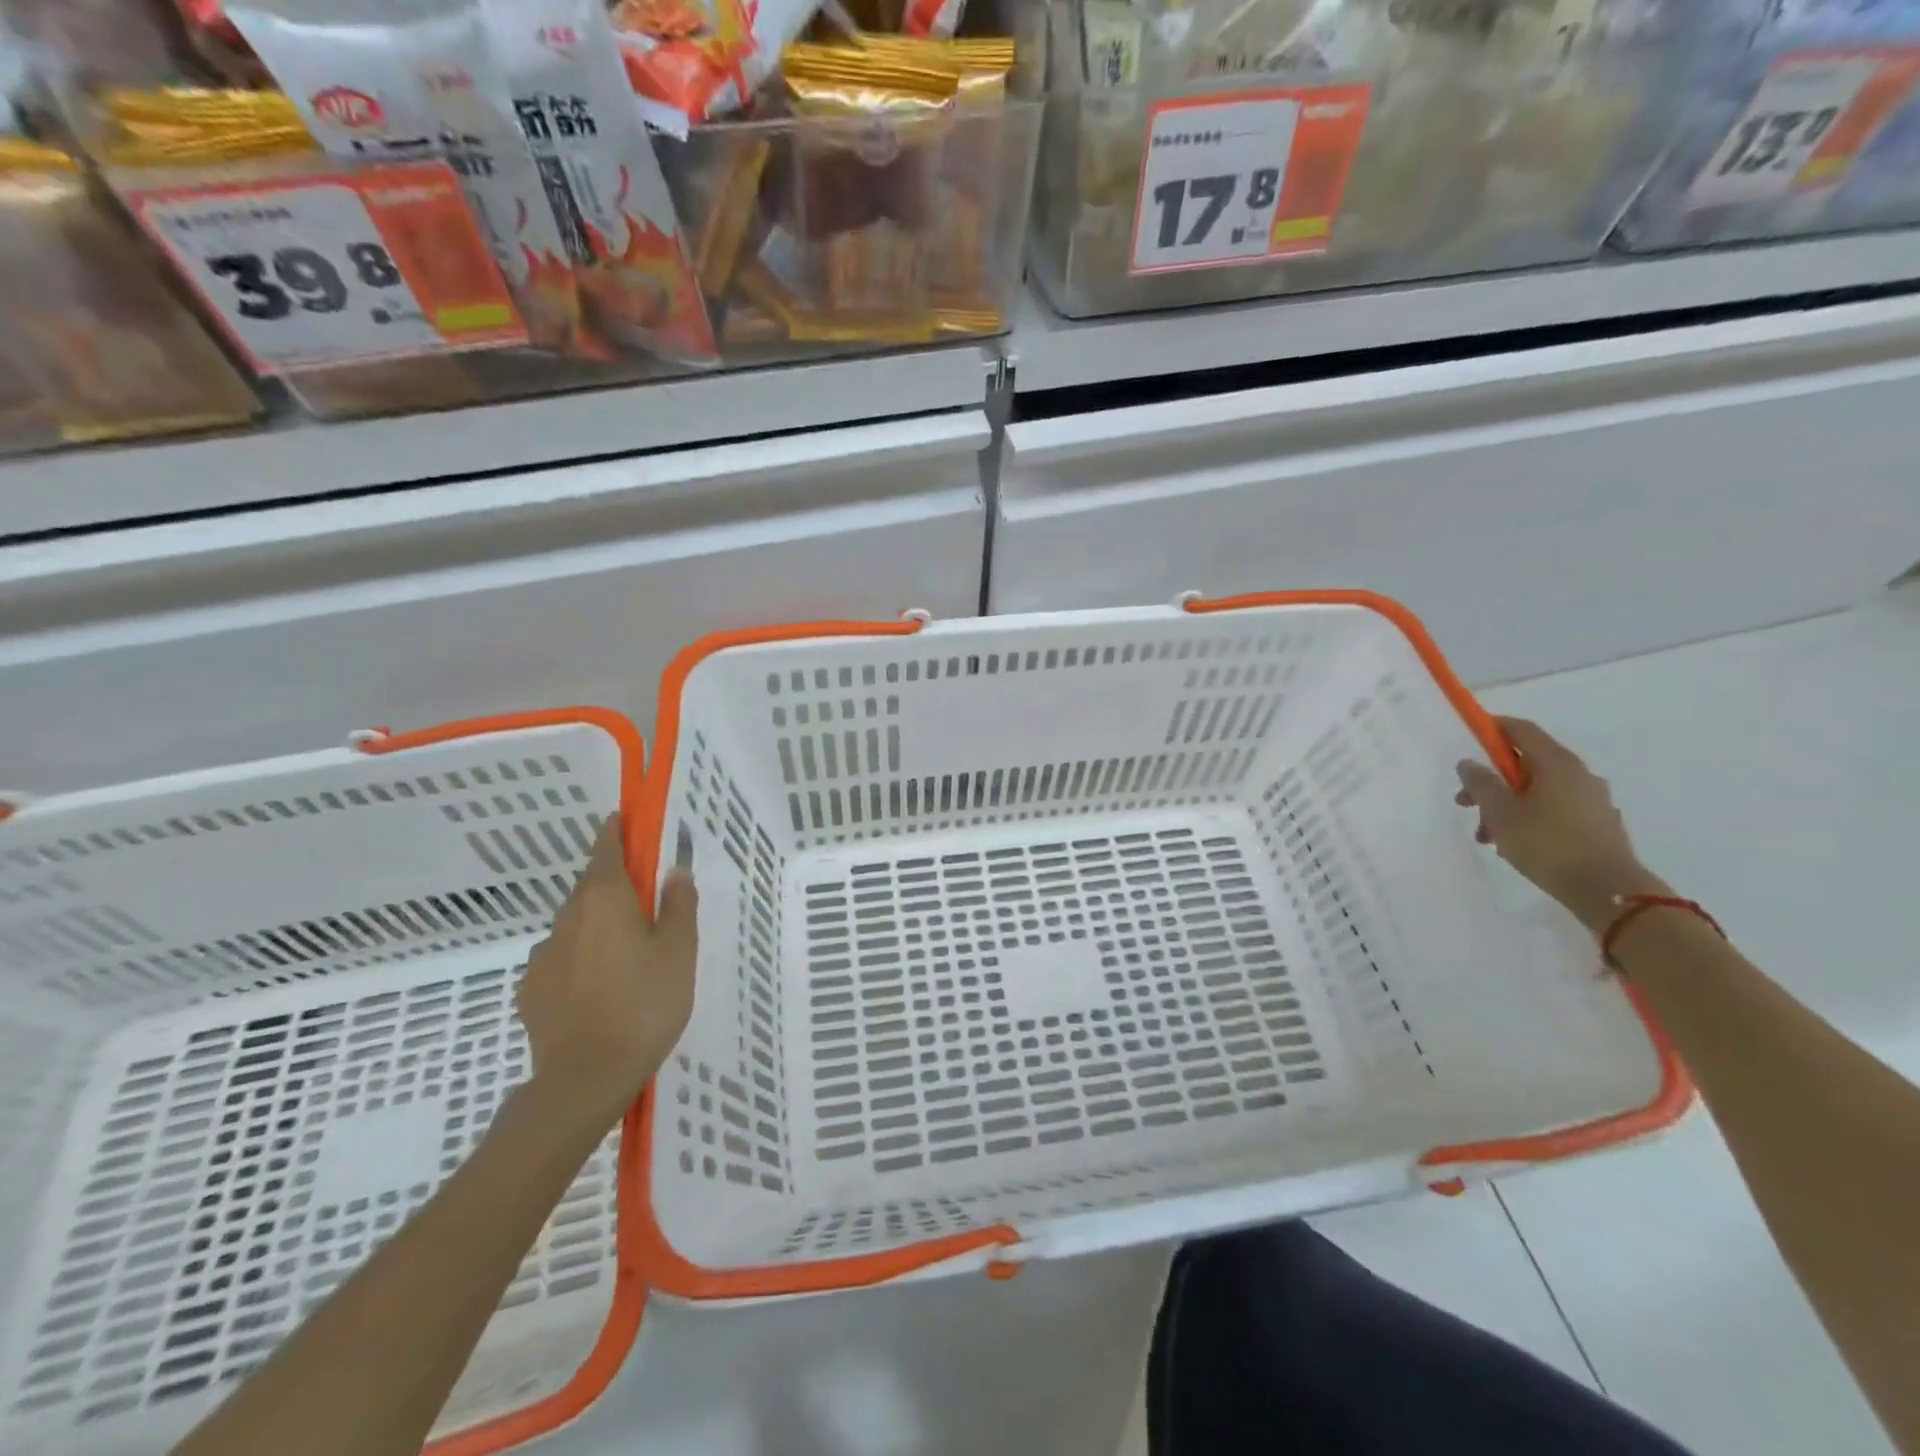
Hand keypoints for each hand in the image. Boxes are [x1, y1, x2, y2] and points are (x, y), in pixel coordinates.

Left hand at [516, 814, 697, 1130]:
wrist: (584, 1079)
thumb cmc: (644, 1004)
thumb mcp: (680, 952)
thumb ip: (679, 906)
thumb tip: (674, 872)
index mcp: (605, 899)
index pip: (606, 849)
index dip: (616, 831)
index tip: (626, 821)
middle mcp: (568, 918)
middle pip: (591, 887)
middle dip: (615, 885)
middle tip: (647, 904)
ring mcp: (543, 956)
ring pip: (576, 926)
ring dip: (599, 927)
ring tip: (627, 958)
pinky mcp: (531, 991)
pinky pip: (562, 961)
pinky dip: (581, 961)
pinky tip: (599, 990)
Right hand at [1454, 717, 1665, 930]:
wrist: (1608, 891)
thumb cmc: (1547, 844)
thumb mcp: (1500, 812)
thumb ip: (1481, 783)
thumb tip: (1469, 763)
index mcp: (1556, 764)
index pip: (1521, 730)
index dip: (1493, 728)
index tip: (1470, 735)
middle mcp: (1579, 774)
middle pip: (1526, 764)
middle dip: (1491, 780)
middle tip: (1465, 803)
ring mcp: (1592, 800)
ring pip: (1538, 790)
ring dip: (1506, 805)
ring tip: (1487, 835)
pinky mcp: (1598, 824)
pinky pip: (1554, 809)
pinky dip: (1529, 817)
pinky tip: (1514, 844)